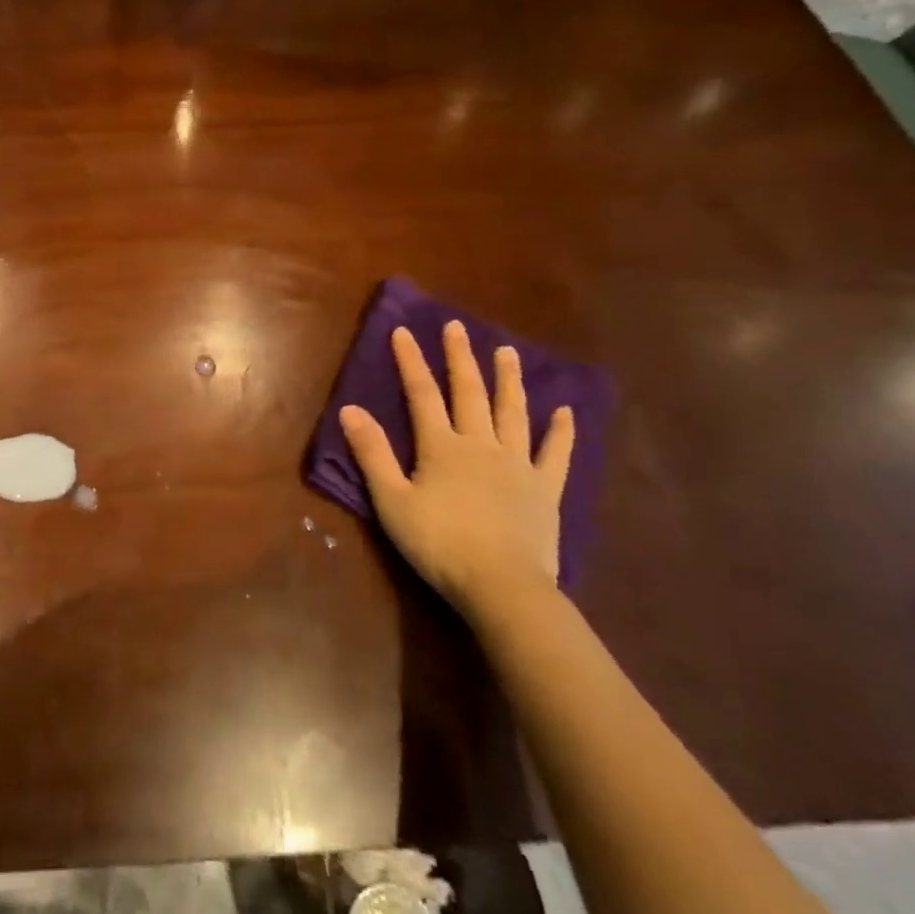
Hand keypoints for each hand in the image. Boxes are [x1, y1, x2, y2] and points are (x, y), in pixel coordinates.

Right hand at [340, 320, 573, 621]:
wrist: (502, 586)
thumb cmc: (439, 543)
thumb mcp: (391, 500)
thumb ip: (372, 453)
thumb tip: (349, 409)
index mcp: (441, 446)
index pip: (421, 394)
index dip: (410, 361)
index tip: (403, 331)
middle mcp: (480, 444)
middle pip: (469, 392)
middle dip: (460, 357)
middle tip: (458, 327)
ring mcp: (517, 464)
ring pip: (512, 412)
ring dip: (508, 380)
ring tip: (507, 351)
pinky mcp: (545, 489)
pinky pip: (555, 453)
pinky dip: (561, 431)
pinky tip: (565, 410)